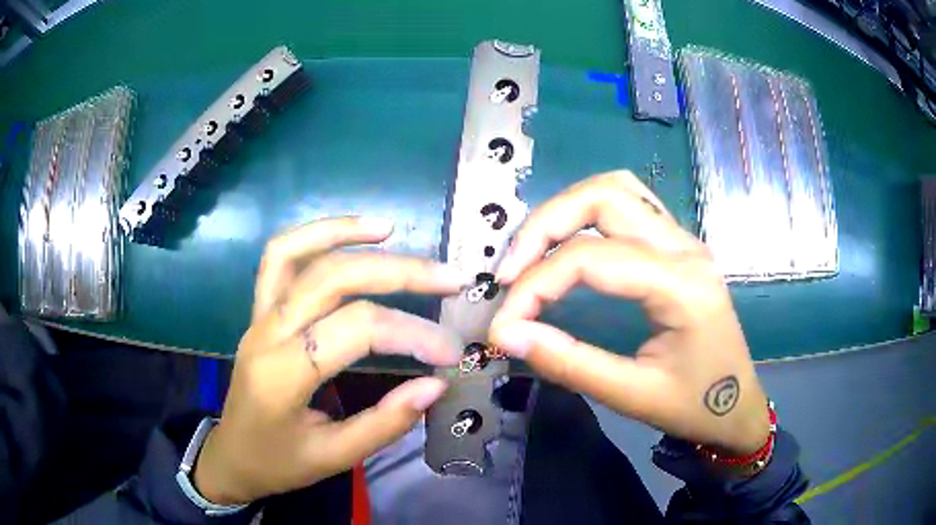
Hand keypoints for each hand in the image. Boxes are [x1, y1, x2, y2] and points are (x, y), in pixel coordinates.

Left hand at [193, 217, 470, 503]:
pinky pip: (278, 259)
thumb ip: (385, 423)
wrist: (231, 457)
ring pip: (295, 252)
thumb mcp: (334, 457)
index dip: (411, 333)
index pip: (356, 329)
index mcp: (282, 374)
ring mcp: (258, 317)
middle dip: (398, 272)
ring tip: (390, 229)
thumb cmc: (278, 463)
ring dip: (344, 232)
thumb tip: (435, 385)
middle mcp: (266, 333)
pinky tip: (347, 236)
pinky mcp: (259, 312)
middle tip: (449, 278)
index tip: (450, 352)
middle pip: (332, 278)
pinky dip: (313, 237)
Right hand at [490, 172, 769, 454]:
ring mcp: (684, 240)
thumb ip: (567, 362)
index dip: (534, 285)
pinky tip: (570, 244)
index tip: (503, 323)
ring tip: (533, 252)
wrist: (737, 406)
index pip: (590, 258)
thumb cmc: (694, 406)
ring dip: (567, 210)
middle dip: (544, 225)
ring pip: (617, 189)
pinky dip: (588, 214)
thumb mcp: (631, 395)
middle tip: (510, 271)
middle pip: (604, 196)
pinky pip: (630, 204)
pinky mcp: (679, 246)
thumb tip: (505, 334)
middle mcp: (685, 247)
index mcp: (681, 285)